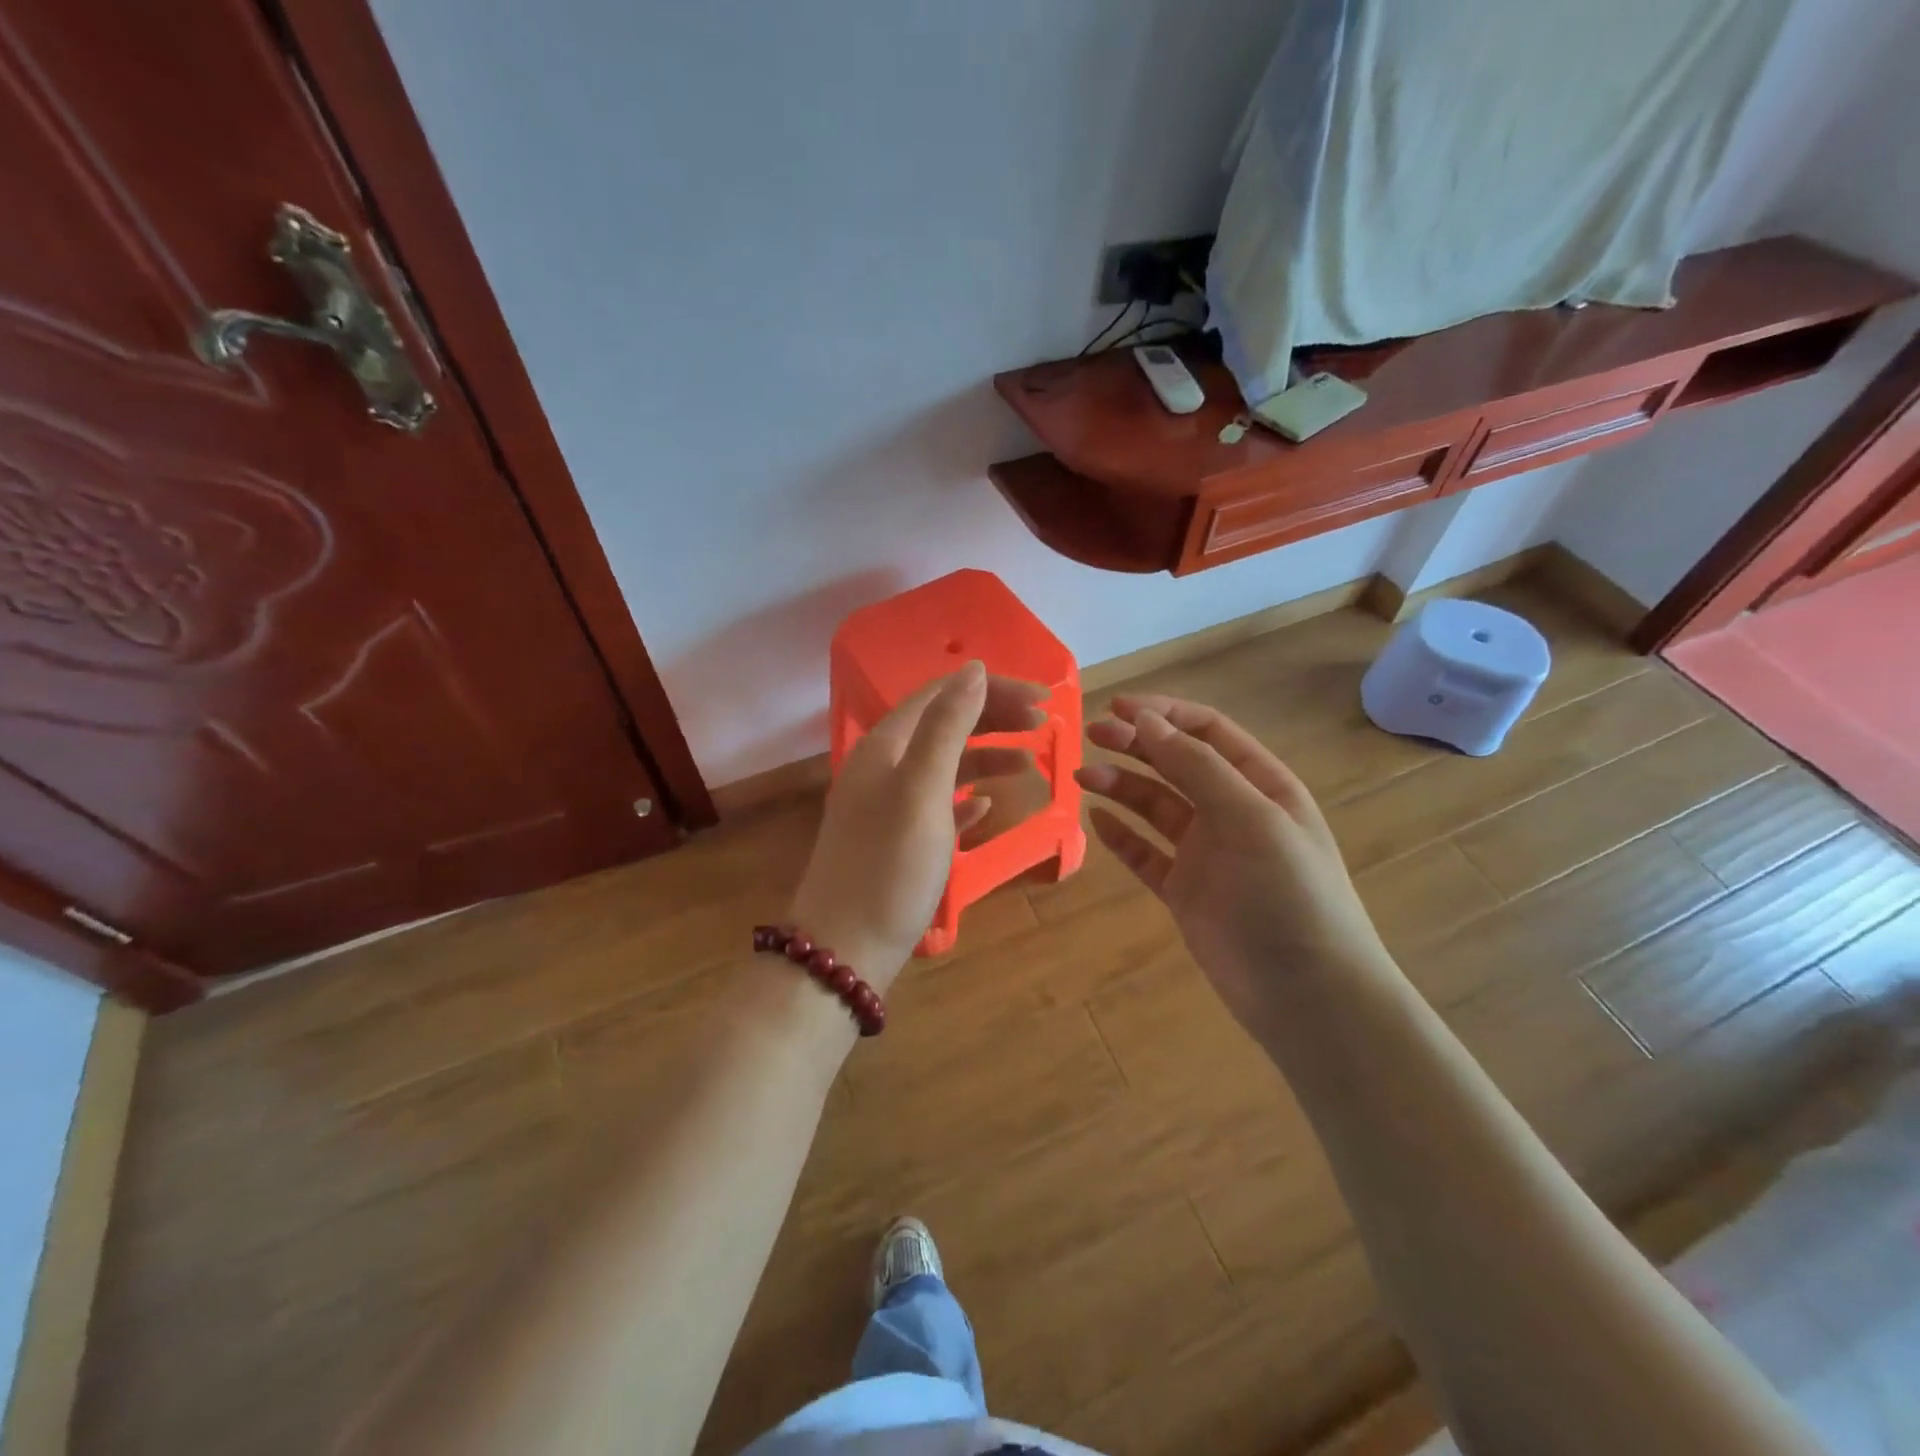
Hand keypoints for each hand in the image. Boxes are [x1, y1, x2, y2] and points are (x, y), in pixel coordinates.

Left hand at [790, 662, 1044, 992]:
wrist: (844, 949)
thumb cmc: (889, 865)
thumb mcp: (922, 789)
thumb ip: (947, 727)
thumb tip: (972, 669)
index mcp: (885, 745)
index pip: (942, 694)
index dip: (992, 689)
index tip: (1043, 699)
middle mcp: (882, 766)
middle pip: (943, 725)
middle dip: (994, 719)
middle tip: (1045, 727)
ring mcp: (887, 805)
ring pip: (944, 765)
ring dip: (986, 758)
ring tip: (1030, 768)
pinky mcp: (896, 841)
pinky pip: (937, 805)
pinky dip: (965, 798)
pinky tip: (987, 807)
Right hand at [1075, 695, 1396, 1036]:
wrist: (1308, 995)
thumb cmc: (1289, 895)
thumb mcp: (1251, 818)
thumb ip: (1197, 766)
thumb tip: (1146, 721)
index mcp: (1260, 784)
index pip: (1207, 731)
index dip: (1163, 714)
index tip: (1116, 708)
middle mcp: (1232, 811)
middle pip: (1176, 763)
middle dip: (1135, 744)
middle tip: (1090, 737)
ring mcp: (1207, 852)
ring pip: (1155, 806)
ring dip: (1121, 786)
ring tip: (1083, 777)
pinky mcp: (1185, 891)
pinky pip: (1145, 854)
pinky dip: (1121, 836)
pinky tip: (1096, 821)